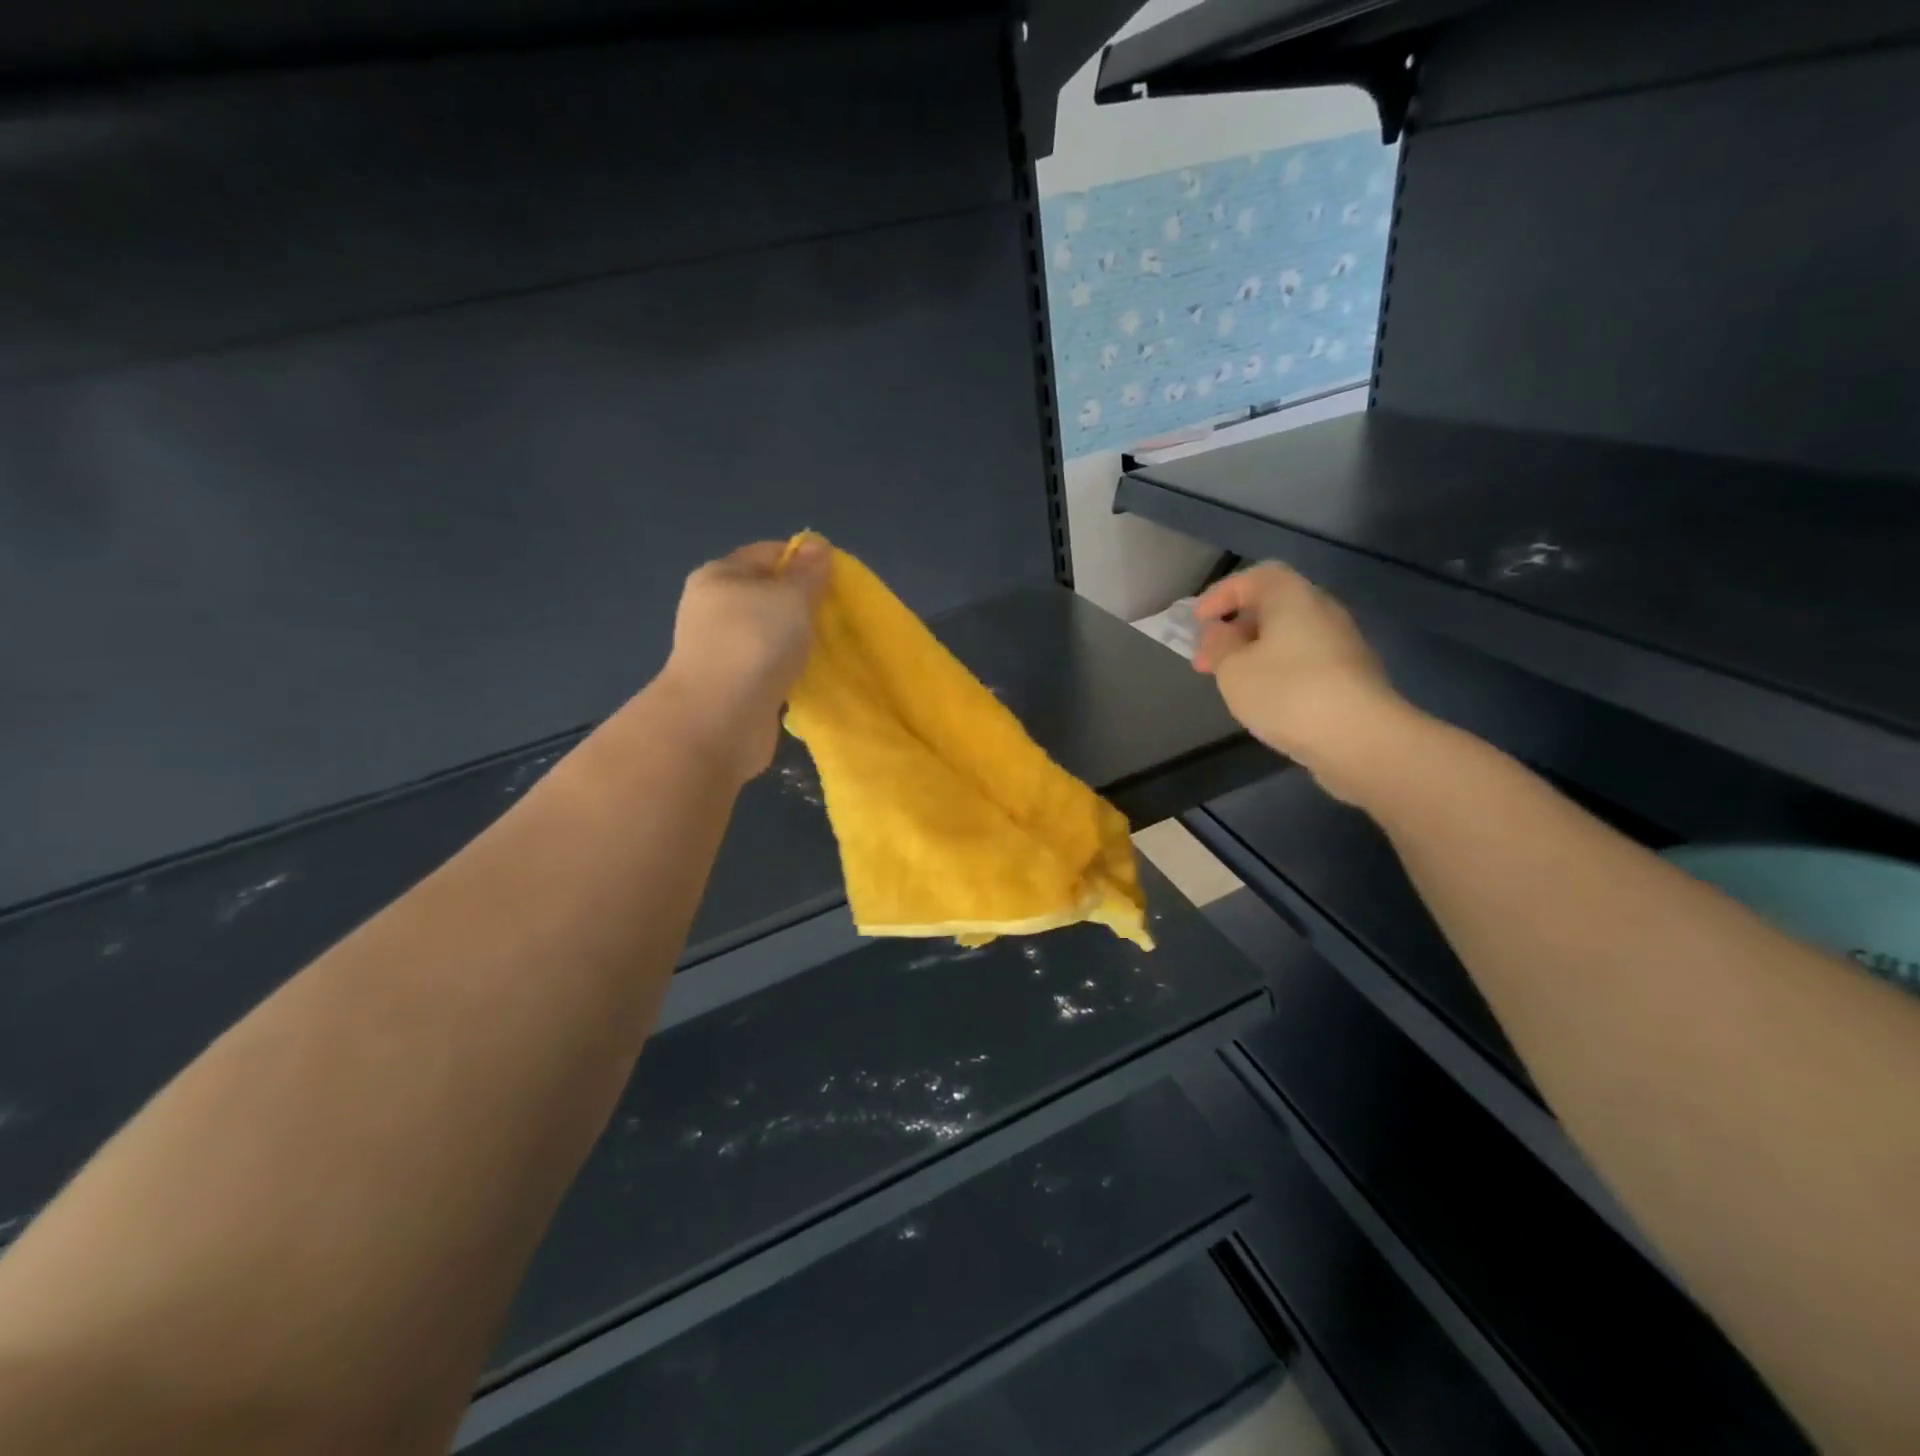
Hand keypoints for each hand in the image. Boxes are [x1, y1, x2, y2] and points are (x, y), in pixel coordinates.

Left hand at [656, 539, 830, 782]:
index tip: (838, 580)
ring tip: (830, 648)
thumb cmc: (755, 643)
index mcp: (720, 575)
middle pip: (769, 594)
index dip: (805, 560)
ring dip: (798, 640)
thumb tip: (816, 547)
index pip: (769, 553)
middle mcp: (714, 608)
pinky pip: (769, 666)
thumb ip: (808, 573)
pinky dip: (789, 669)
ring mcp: (721, 649)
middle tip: (839, 616)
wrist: (720, 719)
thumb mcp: (790, 596)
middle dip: (805, 603)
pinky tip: (811, 676)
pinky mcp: (732, 685)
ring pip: (770, 633)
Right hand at [1193, 562, 1412, 800]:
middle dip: (1235, 628)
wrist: (1359, 737)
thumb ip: (1218, 645)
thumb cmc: (1286, 692)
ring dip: (1255, 652)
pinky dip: (1278, 669)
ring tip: (1232, 681)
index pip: (1254, 577)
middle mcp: (1322, 610)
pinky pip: (1305, 660)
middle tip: (1207, 658)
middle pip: (1272, 606)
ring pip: (1288, 636)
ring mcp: (1342, 643)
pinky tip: (1265, 697)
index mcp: (1292, 597)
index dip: (1221, 594)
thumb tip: (1219, 633)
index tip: (1197, 621)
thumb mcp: (1232, 669)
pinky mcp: (1351, 675)